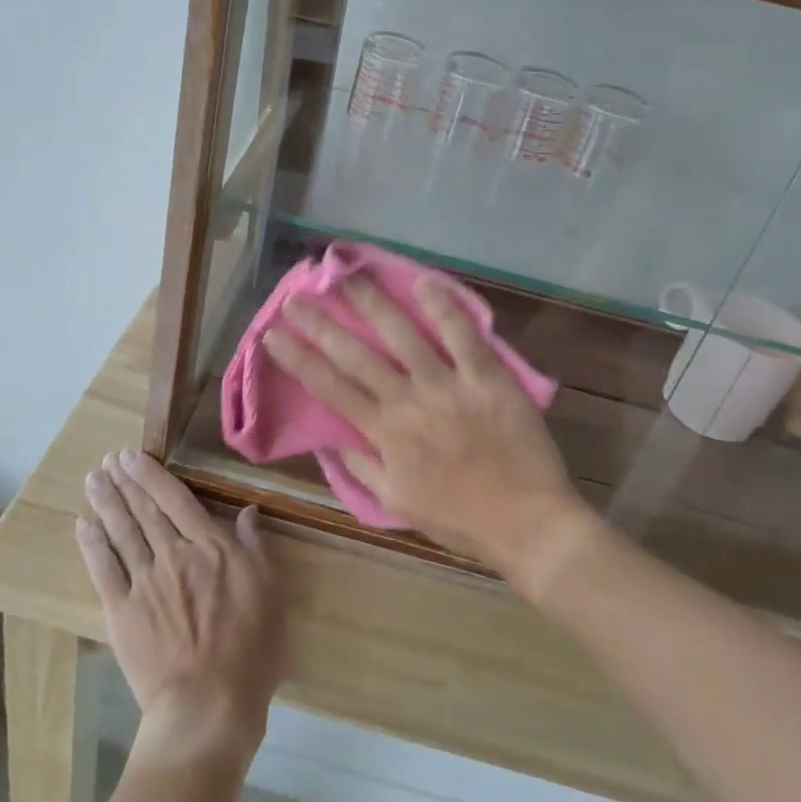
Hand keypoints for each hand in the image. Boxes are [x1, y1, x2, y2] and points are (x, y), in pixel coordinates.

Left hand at [77, 449, 284, 760]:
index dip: (152, 475)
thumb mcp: (269, 592)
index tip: (133, 456)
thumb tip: (248, 511)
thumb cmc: (250, 650)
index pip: (176, 499)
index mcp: (210, 547)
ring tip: (93, 479)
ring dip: (107, 503)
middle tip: (109, 458)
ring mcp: (144, 582)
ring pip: (122, 532)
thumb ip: (255, 548)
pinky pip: (104, 570)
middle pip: (144, 510)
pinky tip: (84, 525)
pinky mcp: (122, 612)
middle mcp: (173, 554)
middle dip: (125, 481)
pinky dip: (92, 545)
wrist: (208, 705)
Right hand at [260, 274, 594, 580]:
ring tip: (348, 277)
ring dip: (372, 304)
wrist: (528, 524)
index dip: (299, 359)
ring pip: (403, 337)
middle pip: (356, 356)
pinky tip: (424, 282)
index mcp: (385, 435)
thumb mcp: (399, 503)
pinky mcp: (487, 379)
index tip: (273, 334)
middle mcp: (409, 404)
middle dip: (321, 325)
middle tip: (296, 297)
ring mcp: (448, 387)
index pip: (331, 389)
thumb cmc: (461, 519)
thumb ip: (364, 469)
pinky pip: (463, 337)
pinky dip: (444, 308)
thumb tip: (333, 440)